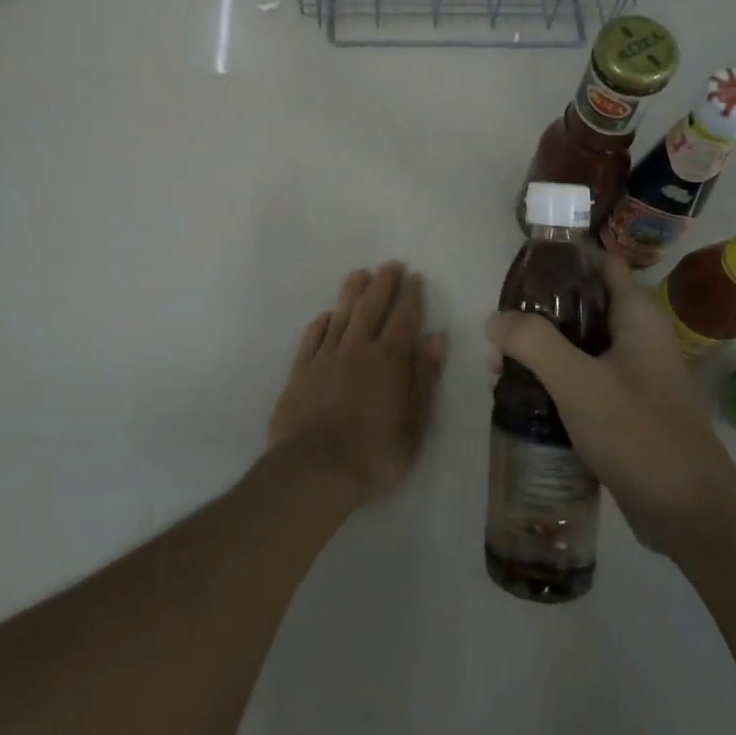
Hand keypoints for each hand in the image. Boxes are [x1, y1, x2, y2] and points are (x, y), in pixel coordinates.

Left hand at [269, 261, 444, 508]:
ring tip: (358, 274)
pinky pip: (311, 341)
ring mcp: (325, 359)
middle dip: (382, 284)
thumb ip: (424, 377)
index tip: (415, 277)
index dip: (411, 297)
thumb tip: (435, 338)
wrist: (314, 469)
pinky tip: (324, 316)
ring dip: (351, 294)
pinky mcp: (300, 373)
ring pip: (340, 317)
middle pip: (371, 309)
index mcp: (389, 361)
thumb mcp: (414, 422)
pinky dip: (319, 325)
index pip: (404, 320)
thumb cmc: (374, 453)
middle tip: (389, 264)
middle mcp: (357, 350)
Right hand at [487, 256, 735, 557]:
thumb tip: (495, 320)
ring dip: (540, 349)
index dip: (562, 260)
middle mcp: (636, 336)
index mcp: (636, 316)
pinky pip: (582, 377)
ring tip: (499, 368)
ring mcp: (631, 373)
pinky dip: (553, 378)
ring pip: (577, 343)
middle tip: (498, 333)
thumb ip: (534, 342)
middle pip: (581, 304)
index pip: (599, 264)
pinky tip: (522, 396)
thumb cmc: (638, 434)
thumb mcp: (579, 382)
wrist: (689, 513)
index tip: (520, 273)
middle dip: (538, 313)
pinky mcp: (624, 406)